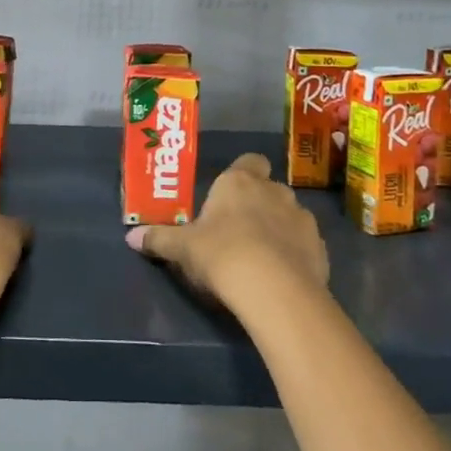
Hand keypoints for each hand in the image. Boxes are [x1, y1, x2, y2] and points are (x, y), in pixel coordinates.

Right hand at [124, 152, 328, 304]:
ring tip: (263, 258)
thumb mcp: (182, 248)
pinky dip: (296, 255)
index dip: (243, 174)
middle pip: (269, 189)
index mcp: (239, 181)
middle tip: (240, 230)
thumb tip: (130, 237)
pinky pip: (305, 245)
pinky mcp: (320, 248)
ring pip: (290, 216)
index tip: (231, 195)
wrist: (273, 289)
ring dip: (279, 229)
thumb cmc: (221, 253)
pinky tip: (282, 276)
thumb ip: (159, 239)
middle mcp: (274, 190)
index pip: (249, 161)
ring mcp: (302, 218)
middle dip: (259, 205)